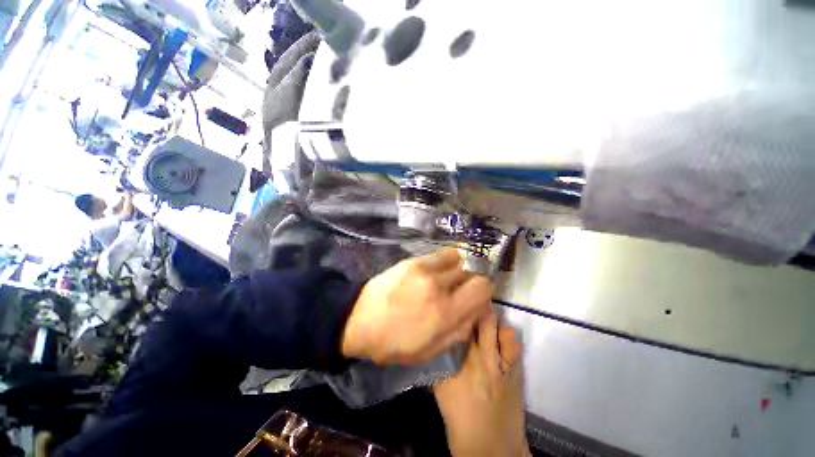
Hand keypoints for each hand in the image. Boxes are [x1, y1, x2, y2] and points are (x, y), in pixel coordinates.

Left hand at [341, 248, 492, 364]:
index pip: (483, 287)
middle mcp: (439, 287)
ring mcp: (425, 270)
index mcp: (446, 314)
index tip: (476, 297)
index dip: (484, 291)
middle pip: (472, 272)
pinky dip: (446, 261)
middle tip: (460, 290)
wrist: (360, 319)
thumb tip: (479, 308)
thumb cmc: (394, 342)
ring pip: (459, 260)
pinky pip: (442, 254)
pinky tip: (436, 270)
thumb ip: (461, 330)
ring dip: (459, 270)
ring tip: (447, 279)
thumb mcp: (431, 351)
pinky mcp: (414, 261)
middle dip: (471, 281)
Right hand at [433, 310, 529, 456]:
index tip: (452, 300)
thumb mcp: (441, 388)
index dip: (455, 310)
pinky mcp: (515, 371)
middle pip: (479, 320)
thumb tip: (440, 338)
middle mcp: (478, 358)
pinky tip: (499, 337)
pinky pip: (513, 342)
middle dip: (474, 306)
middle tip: (468, 298)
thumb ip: (439, 361)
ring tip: (484, 316)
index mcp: (456, 363)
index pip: (455, 326)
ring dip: (491, 319)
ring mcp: (500, 364)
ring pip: (497, 326)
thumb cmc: (460, 418)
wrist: (492, 448)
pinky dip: (505, 335)